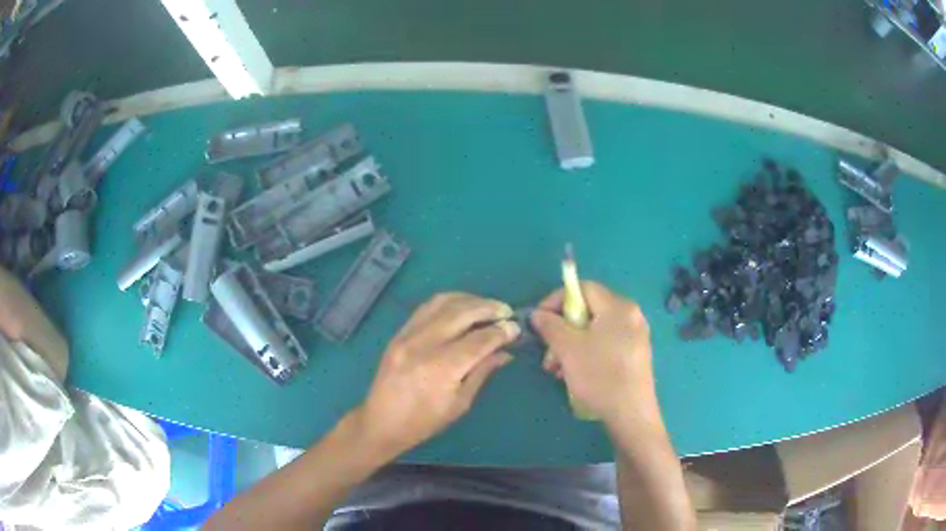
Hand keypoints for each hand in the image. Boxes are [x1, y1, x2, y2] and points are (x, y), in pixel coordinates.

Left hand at [354, 292, 519, 457]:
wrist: (381, 421)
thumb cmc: (424, 422)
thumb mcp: (460, 403)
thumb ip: (482, 372)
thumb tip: (505, 351)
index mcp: (441, 369)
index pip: (479, 340)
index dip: (501, 332)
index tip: (516, 328)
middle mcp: (424, 345)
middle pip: (462, 313)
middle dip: (489, 308)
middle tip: (506, 312)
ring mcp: (407, 335)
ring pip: (443, 302)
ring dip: (469, 300)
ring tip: (487, 306)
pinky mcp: (399, 332)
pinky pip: (427, 307)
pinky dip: (448, 302)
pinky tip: (462, 307)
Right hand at [531, 281, 657, 424]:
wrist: (631, 414)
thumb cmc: (600, 376)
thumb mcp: (568, 349)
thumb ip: (550, 325)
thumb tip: (538, 313)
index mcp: (618, 306)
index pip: (583, 288)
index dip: (556, 299)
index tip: (540, 320)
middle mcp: (631, 314)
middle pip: (589, 311)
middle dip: (562, 329)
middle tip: (548, 352)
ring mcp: (636, 335)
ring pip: (596, 330)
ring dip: (571, 345)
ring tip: (557, 369)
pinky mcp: (636, 355)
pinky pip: (606, 344)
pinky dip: (587, 353)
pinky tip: (575, 374)